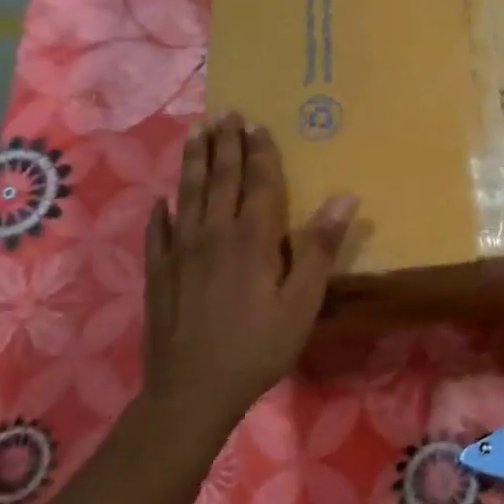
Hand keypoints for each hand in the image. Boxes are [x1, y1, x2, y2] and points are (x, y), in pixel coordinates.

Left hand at [141, 112, 355, 433]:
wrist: (192, 390)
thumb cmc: (259, 345)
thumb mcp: (302, 301)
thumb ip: (318, 247)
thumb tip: (344, 197)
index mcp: (252, 238)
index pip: (259, 183)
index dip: (260, 153)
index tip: (258, 125)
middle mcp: (213, 234)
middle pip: (221, 180)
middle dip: (225, 145)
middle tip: (225, 114)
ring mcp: (180, 252)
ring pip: (188, 195)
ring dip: (194, 162)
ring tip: (196, 134)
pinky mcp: (159, 274)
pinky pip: (158, 232)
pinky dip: (161, 211)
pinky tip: (161, 200)